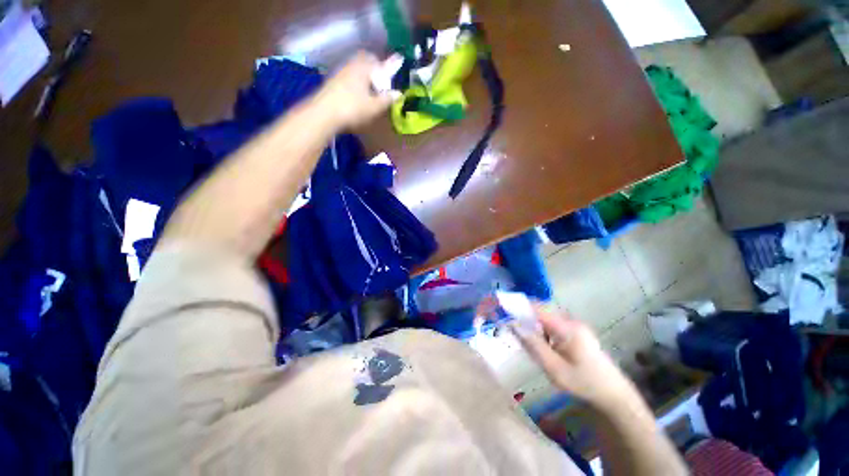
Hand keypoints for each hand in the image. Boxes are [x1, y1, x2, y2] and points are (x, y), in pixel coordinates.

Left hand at [313, 51, 393, 128]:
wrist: (324, 113)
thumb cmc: (352, 108)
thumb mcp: (374, 107)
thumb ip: (387, 99)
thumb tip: (399, 94)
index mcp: (363, 67)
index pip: (376, 61)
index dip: (384, 68)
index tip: (388, 80)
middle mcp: (350, 65)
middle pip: (364, 62)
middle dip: (373, 71)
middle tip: (378, 85)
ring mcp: (339, 72)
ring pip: (355, 70)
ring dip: (363, 78)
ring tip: (367, 94)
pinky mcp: (331, 82)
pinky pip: (347, 77)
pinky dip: (354, 84)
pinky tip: (355, 98)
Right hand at [511, 306, 636, 410]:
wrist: (614, 395)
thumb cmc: (583, 383)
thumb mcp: (554, 369)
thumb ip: (533, 345)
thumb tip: (514, 325)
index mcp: (567, 328)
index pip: (538, 308)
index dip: (519, 306)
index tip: (502, 308)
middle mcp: (571, 321)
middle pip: (541, 309)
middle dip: (524, 314)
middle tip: (511, 325)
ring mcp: (575, 325)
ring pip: (546, 315)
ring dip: (533, 322)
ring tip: (525, 336)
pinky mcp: (576, 331)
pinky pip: (553, 323)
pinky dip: (542, 328)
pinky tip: (542, 343)